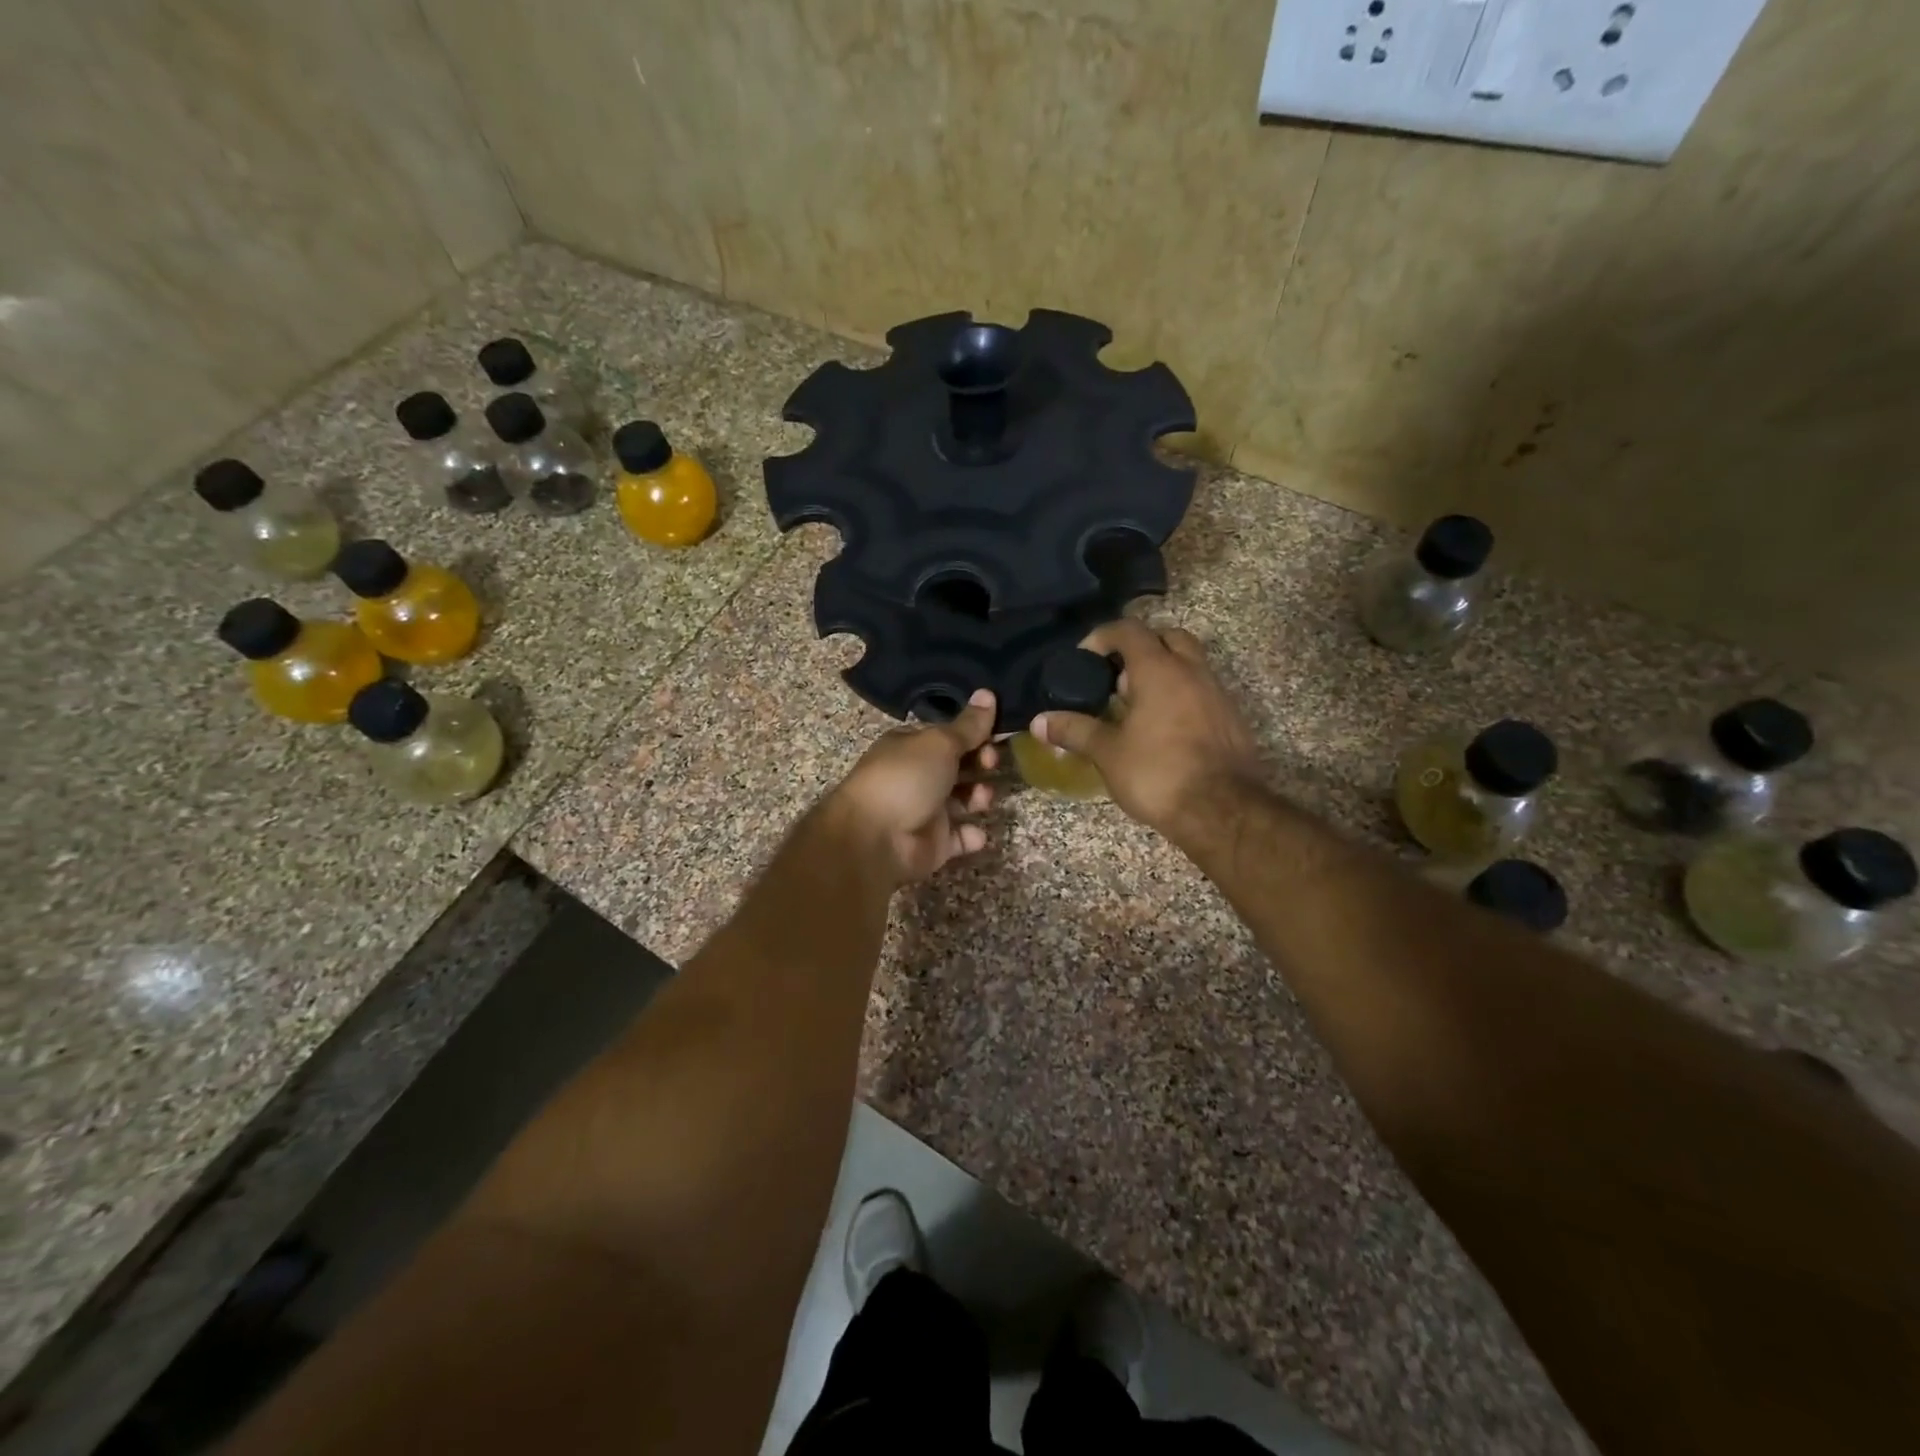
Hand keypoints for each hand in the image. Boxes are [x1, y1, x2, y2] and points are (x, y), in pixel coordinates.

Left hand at [825, 689, 999, 885]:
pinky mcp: (934, 843)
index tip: (996, 734)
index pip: (948, 735)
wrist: (875, 839)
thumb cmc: (905, 779)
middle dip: (980, 763)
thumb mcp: (940, 743)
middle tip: (990, 763)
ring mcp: (925, 811)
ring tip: (983, 798)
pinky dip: (971, 835)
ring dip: (979, 796)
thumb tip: (988, 692)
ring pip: (962, 800)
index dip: (973, 733)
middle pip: (958, 766)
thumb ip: (968, 725)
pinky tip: (976, 832)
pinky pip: (960, 837)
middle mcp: (917, 776)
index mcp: (910, 746)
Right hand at [1034, 620, 1260, 844]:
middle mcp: (1192, 671)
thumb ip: (1074, 730)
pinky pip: (1202, 691)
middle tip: (1117, 677)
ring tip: (1136, 706)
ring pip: (1189, 664)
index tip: (1084, 659)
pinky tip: (1164, 729)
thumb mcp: (1108, 753)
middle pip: (1167, 637)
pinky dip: (1181, 696)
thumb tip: (1039, 722)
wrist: (1222, 812)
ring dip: (1163, 672)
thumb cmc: (1158, 774)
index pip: (1129, 630)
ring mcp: (1217, 693)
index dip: (1102, 637)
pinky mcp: (1231, 718)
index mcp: (1159, 670)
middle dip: (1140, 648)